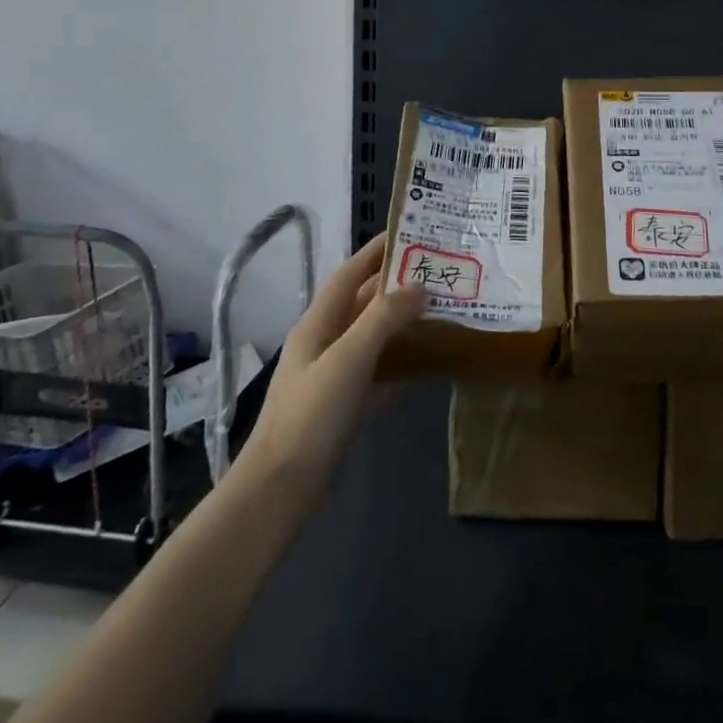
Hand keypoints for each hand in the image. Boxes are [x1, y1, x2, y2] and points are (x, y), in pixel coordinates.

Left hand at [237, 233, 426, 508]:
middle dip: (397, 285)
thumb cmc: (312, 414)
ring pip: (374, 338)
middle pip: (364, 304)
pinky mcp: (345, 407)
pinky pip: (379, 373)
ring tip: (441, 309)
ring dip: (403, 323)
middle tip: (439, 271)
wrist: (281, 489)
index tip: (411, 232)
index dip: (376, 251)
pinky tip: (428, 363)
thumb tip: (420, 286)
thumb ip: (384, 318)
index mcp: (318, 324)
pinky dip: (401, 364)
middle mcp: (325, 343)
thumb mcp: (349, 359)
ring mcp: (334, 376)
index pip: (349, 274)